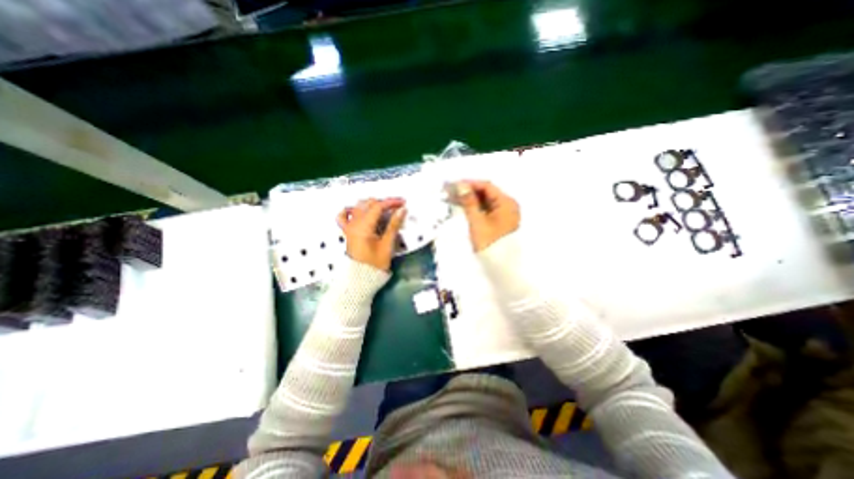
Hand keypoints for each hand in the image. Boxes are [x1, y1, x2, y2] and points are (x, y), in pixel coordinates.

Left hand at [338, 196, 406, 271]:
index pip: (378, 207)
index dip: (391, 202)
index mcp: (363, 227)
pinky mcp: (348, 232)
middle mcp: (354, 224)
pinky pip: (344, 216)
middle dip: (383, 202)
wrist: (361, 278)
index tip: (402, 203)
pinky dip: (351, 210)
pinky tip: (358, 210)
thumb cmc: (375, 264)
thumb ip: (394, 225)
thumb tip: (401, 210)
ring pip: (358, 207)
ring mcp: (349, 227)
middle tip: (396, 207)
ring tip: (383, 208)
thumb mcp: (387, 244)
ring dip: (371, 204)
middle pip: (368, 204)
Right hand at [452, 179, 519, 252]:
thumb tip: (461, 186)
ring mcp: (504, 214)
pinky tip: (464, 207)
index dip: (470, 183)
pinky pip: (487, 210)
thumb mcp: (477, 221)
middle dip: (469, 191)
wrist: (501, 266)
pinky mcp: (499, 222)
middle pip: (487, 193)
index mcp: (506, 203)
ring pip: (486, 202)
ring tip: (454, 198)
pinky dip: (475, 208)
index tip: (454, 184)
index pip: (487, 186)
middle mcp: (508, 205)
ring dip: (471, 200)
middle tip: (452, 191)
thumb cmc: (489, 242)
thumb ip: (469, 202)